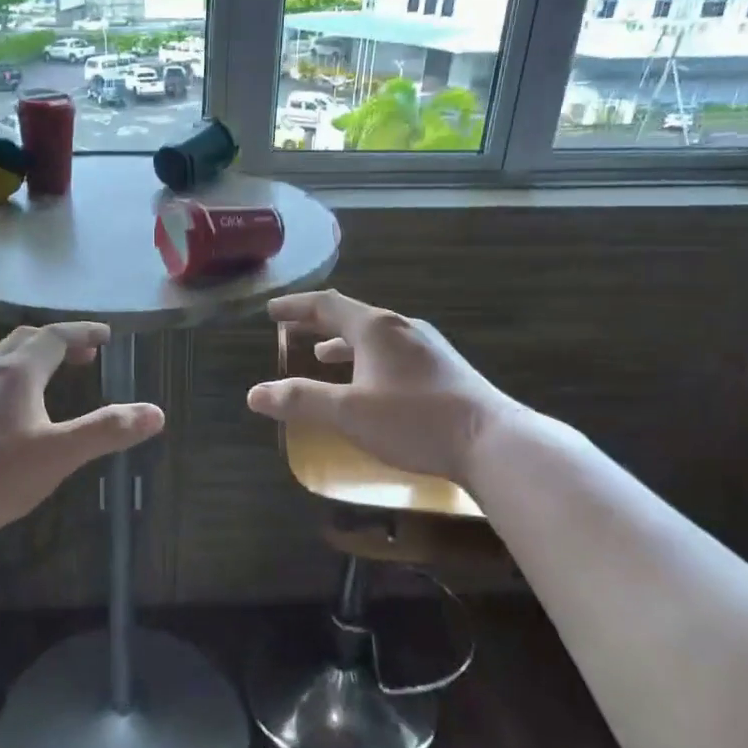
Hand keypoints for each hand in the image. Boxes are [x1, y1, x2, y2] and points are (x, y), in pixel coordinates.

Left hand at [0, 321, 163, 545]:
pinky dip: (11, 375)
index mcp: (17, 372)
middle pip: (26, 340)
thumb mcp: (59, 454)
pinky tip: (11, 406)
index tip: (106, 336)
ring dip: (31, 356)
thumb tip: (156, 413)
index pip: (55, 336)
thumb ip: (106, 431)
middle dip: (58, 341)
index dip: (83, 332)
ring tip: (50, 374)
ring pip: (1, 357)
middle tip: (84, 354)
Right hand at [245, 290, 520, 483]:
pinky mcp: (444, 370)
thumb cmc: (414, 420)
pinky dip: (368, 359)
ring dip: (344, 343)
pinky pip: (393, 353)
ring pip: (375, 336)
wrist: (493, 442)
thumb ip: (301, 400)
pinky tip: (370, 384)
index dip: (295, 306)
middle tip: (292, 328)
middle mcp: (402, 328)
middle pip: (351, 316)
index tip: (271, 310)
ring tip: (323, 355)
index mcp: (376, 328)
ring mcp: (428, 348)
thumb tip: (255, 394)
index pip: (326, 305)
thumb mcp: (348, 413)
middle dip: (318, 322)